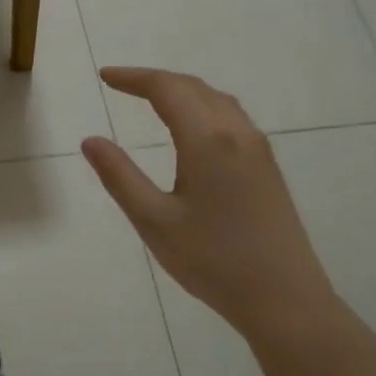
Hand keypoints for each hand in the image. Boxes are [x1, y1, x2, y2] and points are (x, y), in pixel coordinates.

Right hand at [81, 67, 340, 347]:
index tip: (104, 77)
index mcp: (208, 141)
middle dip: (156, 80)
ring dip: (182, 91)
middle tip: (121, 84)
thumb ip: (120, 176)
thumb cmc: (212, 261)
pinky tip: (191, 129)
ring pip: (217, 101)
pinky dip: (202, 108)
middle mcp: (238, 134)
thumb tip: (91, 140)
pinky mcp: (268, 169)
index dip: (133, 78)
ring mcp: (259, 150)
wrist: (284, 298)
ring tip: (151, 99)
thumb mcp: (154, 221)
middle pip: (195, 88)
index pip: (167, 89)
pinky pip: (231, 119)